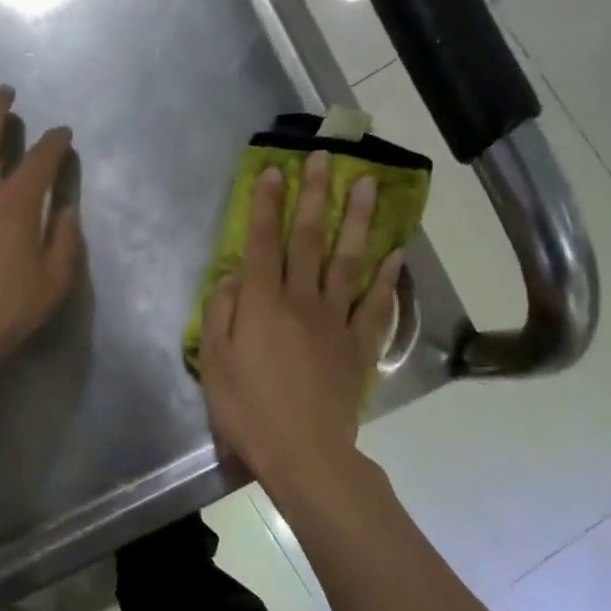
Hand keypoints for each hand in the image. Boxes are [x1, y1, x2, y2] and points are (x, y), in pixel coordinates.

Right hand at [197, 150, 401, 488]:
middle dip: (315, 195)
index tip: (274, 170)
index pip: (263, 242)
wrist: (305, 453)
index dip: (267, 204)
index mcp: (262, 304)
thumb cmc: (248, 411)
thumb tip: (232, 275)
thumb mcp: (215, 364)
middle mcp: (302, 300)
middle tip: (325, 157)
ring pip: (348, 261)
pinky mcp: (359, 345)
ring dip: (358, 220)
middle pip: (309, 239)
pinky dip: (387, 277)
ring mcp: (336, 321)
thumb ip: (221, 314)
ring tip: (369, 185)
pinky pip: (376, 305)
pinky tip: (396, 252)